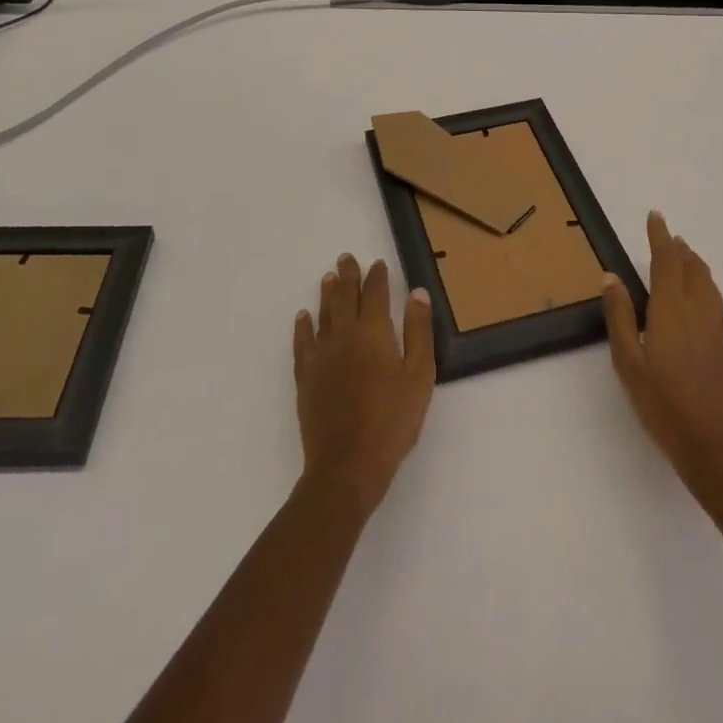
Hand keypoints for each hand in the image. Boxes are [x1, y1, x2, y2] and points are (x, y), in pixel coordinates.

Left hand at [293, 254, 435, 511]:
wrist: (347, 464)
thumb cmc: (392, 420)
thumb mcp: (419, 375)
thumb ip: (418, 331)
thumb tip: (416, 293)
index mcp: (373, 331)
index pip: (375, 293)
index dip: (377, 277)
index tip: (378, 264)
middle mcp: (344, 334)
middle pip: (345, 297)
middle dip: (348, 275)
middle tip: (346, 258)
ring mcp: (321, 355)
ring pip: (323, 314)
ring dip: (327, 293)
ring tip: (328, 277)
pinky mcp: (306, 376)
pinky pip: (303, 342)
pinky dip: (303, 326)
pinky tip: (302, 317)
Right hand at [602, 212, 722, 507]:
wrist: (719, 451)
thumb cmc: (664, 407)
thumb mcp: (628, 363)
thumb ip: (620, 317)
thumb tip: (611, 277)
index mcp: (671, 311)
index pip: (666, 262)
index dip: (660, 237)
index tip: (655, 217)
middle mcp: (698, 313)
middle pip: (692, 270)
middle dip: (680, 250)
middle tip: (669, 237)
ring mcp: (717, 332)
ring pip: (708, 286)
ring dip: (696, 266)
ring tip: (686, 259)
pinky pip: (715, 304)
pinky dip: (705, 288)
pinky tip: (699, 302)